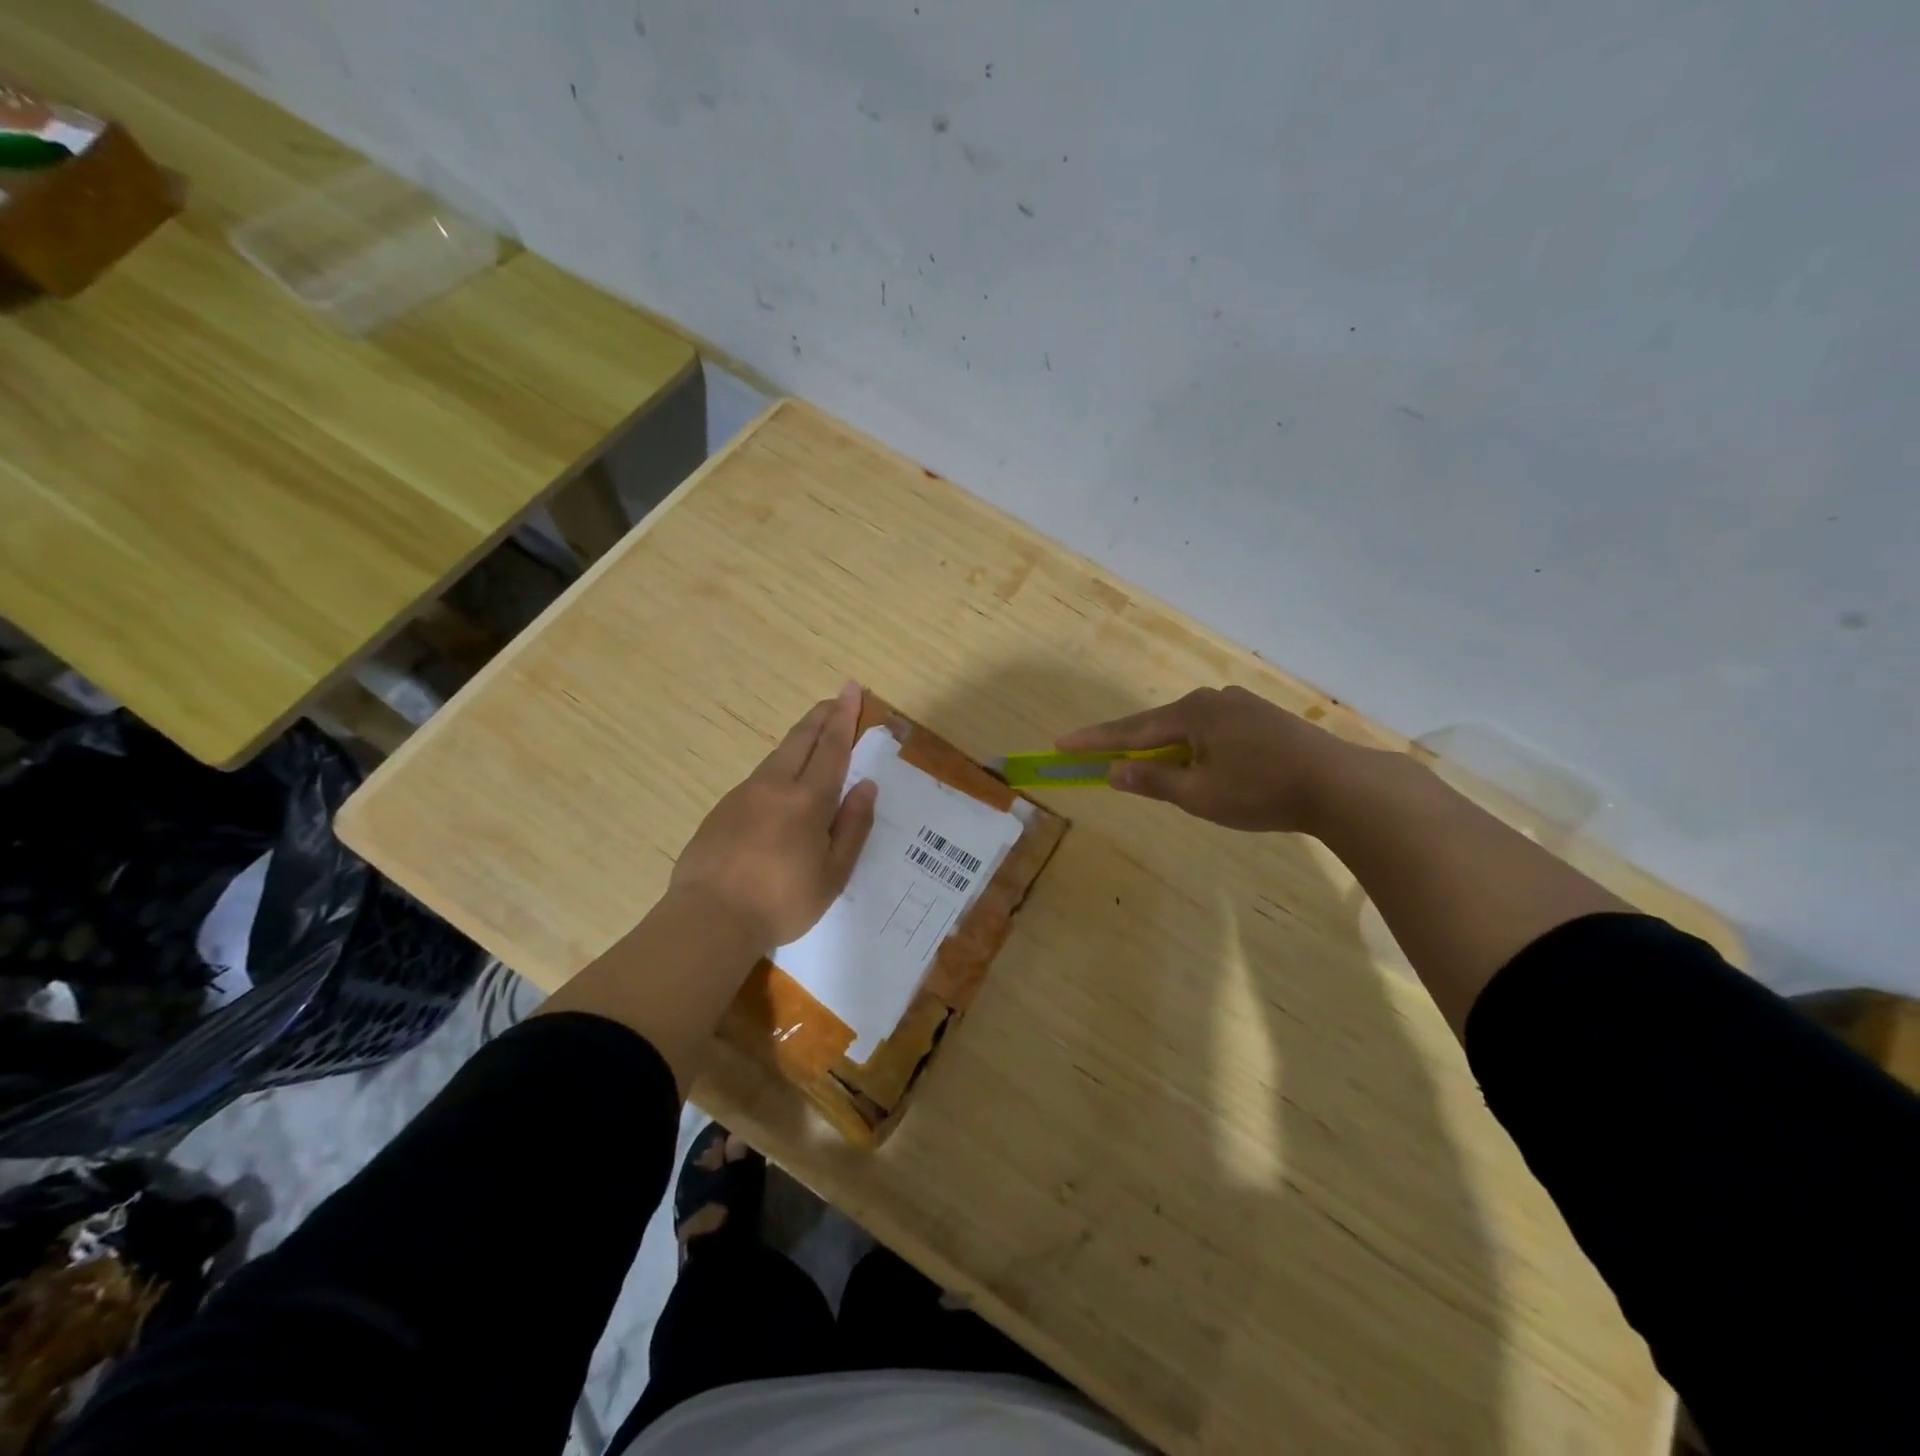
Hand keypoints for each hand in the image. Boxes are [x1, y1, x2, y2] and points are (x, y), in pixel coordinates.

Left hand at [669, 681, 878, 948]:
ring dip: (799, 739)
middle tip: (836, 698)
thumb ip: (853, 827)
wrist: (708, 918)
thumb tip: (867, 786)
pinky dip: (778, 767)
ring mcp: (743, 795)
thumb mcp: (833, 874)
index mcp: (808, 800)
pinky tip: (781, 785)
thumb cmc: (782, 902)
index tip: (851, 689)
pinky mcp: (722, 809)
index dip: (844, 717)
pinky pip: (759, 778)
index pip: (831, 747)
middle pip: (801, 739)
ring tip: (814, 736)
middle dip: (821, 715)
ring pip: (777, 756)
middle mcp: (775, 786)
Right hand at [1056, 685, 1358, 832]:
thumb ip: (1153, 781)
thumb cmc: (1262, 791)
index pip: (1130, 731)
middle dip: (1126, 743)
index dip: (1093, 740)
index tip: (1060, 743)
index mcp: (1192, 714)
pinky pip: (1210, 731)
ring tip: (1146, 768)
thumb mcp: (1199, 794)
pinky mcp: (1261, 718)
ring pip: (1186, 728)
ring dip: (1163, 748)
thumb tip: (1114, 771)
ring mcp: (1240, 706)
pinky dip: (1192, 747)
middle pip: (1157, 725)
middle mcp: (1212, 700)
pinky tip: (1196, 763)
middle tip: (1094, 755)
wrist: (1340, 785)